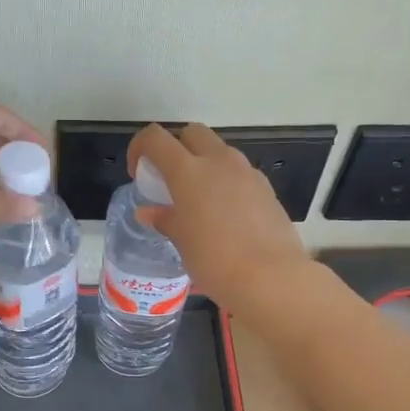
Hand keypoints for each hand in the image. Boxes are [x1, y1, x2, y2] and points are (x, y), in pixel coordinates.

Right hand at [127, 123, 313, 311]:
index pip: (155, 138)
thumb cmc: (214, 260)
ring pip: (219, 151)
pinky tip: (225, 215)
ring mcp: (247, 172)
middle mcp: (219, 161)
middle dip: (176, 147)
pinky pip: (239, 173)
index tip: (138, 173)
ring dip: (204, 164)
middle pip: (192, 133)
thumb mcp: (182, 242)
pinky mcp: (266, 188)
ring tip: (198, 200)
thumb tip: (149, 212)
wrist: (271, 278)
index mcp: (188, 171)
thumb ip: (165, 219)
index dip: (140, 148)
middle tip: (170, 180)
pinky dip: (226, 182)